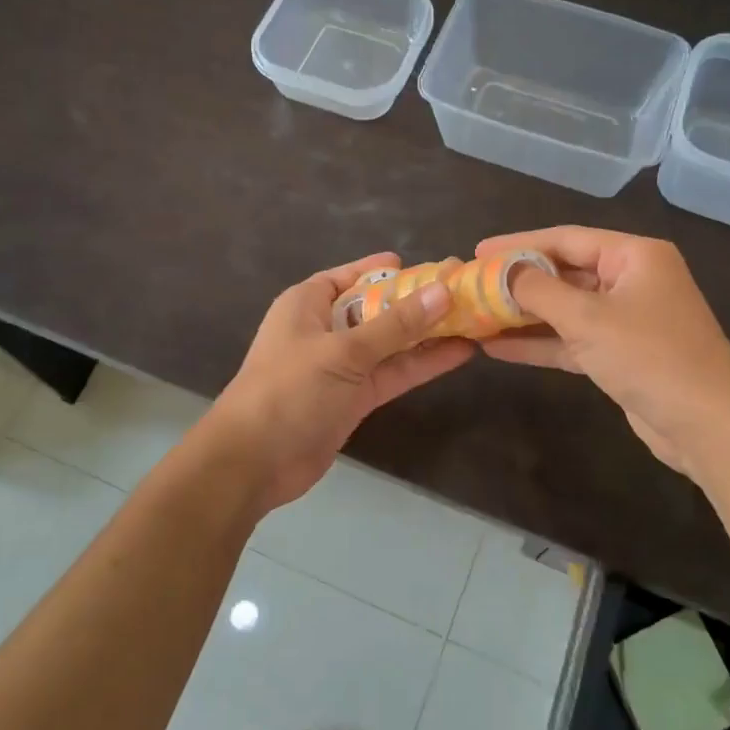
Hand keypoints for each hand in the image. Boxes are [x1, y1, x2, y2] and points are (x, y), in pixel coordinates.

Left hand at [206, 252, 475, 509]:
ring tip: (475, 318)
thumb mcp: (343, 351)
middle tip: (466, 290)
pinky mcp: (355, 398)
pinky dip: (422, 364)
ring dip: (428, 333)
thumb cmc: (288, 390)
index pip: (351, 276)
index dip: (387, 269)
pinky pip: (393, 372)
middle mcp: (325, 329)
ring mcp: (341, 366)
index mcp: (308, 304)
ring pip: (391, 342)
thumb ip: (396, 325)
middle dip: (418, 301)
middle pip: (377, 307)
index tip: (428, 266)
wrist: (253, 462)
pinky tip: (459, 352)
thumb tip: (443, 292)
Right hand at [476, 227, 729, 477]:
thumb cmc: (649, 355)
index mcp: (634, 256)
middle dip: (518, 283)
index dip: (518, 244)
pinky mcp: (621, 355)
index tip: (478, 253)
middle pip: (564, 272)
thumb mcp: (587, 317)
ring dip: (523, 316)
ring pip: (565, 309)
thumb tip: (501, 271)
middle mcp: (632, 280)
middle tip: (472, 286)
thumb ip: (537, 290)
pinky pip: (572, 339)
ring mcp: (627, 319)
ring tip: (476, 316)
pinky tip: (497, 348)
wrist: (708, 425)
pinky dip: (539, 343)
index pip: (565, 239)